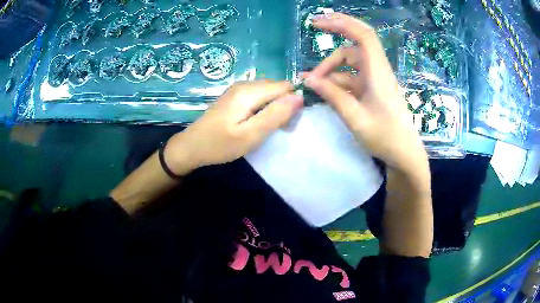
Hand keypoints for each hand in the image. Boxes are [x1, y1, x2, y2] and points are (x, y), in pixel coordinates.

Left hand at [165, 80, 302, 174]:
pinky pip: (259, 96)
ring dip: (275, 107)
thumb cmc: (219, 144)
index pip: (286, 87)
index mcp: (249, 91)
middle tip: (277, 129)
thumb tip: (299, 97)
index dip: (293, 103)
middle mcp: (245, 83)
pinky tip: (256, 122)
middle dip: (284, 105)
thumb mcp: (250, 135)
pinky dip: (264, 108)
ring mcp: (239, 89)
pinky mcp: (235, 96)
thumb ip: (275, 115)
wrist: (191, 146)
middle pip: (278, 88)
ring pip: (270, 92)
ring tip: (266, 127)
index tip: (288, 123)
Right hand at [303, 13, 427, 172]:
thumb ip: (332, 96)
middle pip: (355, 43)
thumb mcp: (355, 118)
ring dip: (331, 67)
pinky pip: (352, 77)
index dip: (342, 23)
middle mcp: (377, 70)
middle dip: (336, 31)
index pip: (363, 36)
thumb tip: (309, 80)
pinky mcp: (372, 89)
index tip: (319, 22)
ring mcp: (375, 79)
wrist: (404, 154)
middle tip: (314, 26)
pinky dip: (336, 80)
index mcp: (378, 72)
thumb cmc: (385, 137)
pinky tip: (323, 90)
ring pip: (350, 62)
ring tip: (311, 82)